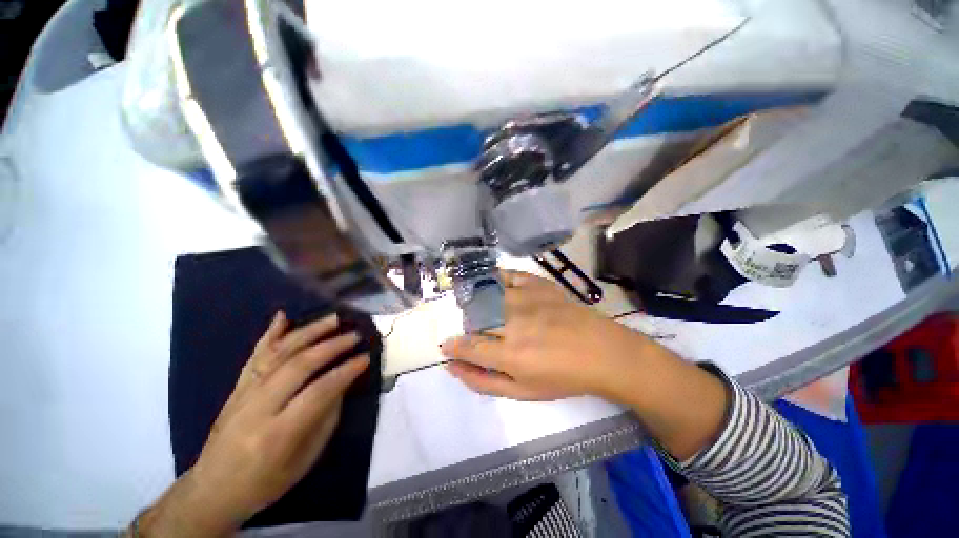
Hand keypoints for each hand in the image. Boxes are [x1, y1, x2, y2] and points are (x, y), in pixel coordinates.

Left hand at [138, 312, 368, 536]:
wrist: (212, 489)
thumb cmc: (265, 482)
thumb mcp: (305, 460)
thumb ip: (325, 418)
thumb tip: (341, 384)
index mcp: (277, 434)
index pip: (318, 391)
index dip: (345, 371)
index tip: (366, 358)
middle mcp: (257, 408)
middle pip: (298, 365)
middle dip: (331, 346)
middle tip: (354, 335)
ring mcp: (242, 394)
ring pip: (278, 353)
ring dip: (309, 332)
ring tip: (333, 319)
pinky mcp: (235, 388)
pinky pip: (254, 356)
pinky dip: (270, 334)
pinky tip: (283, 316)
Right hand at [441, 270, 654, 400]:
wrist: (602, 351)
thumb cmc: (563, 377)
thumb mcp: (522, 392)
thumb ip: (483, 382)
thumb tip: (452, 367)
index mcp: (510, 355)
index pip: (468, 346)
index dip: (453, 346)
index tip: (448, 346)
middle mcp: (514, 323)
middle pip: (474, 319)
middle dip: (467, 328)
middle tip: (476, 334)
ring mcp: (526, 299)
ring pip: (486, 295)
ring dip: (477, 304)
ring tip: (483, 312)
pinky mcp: (538, 284)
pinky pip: (507, 275)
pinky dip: (494, 279)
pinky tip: (493, 287)